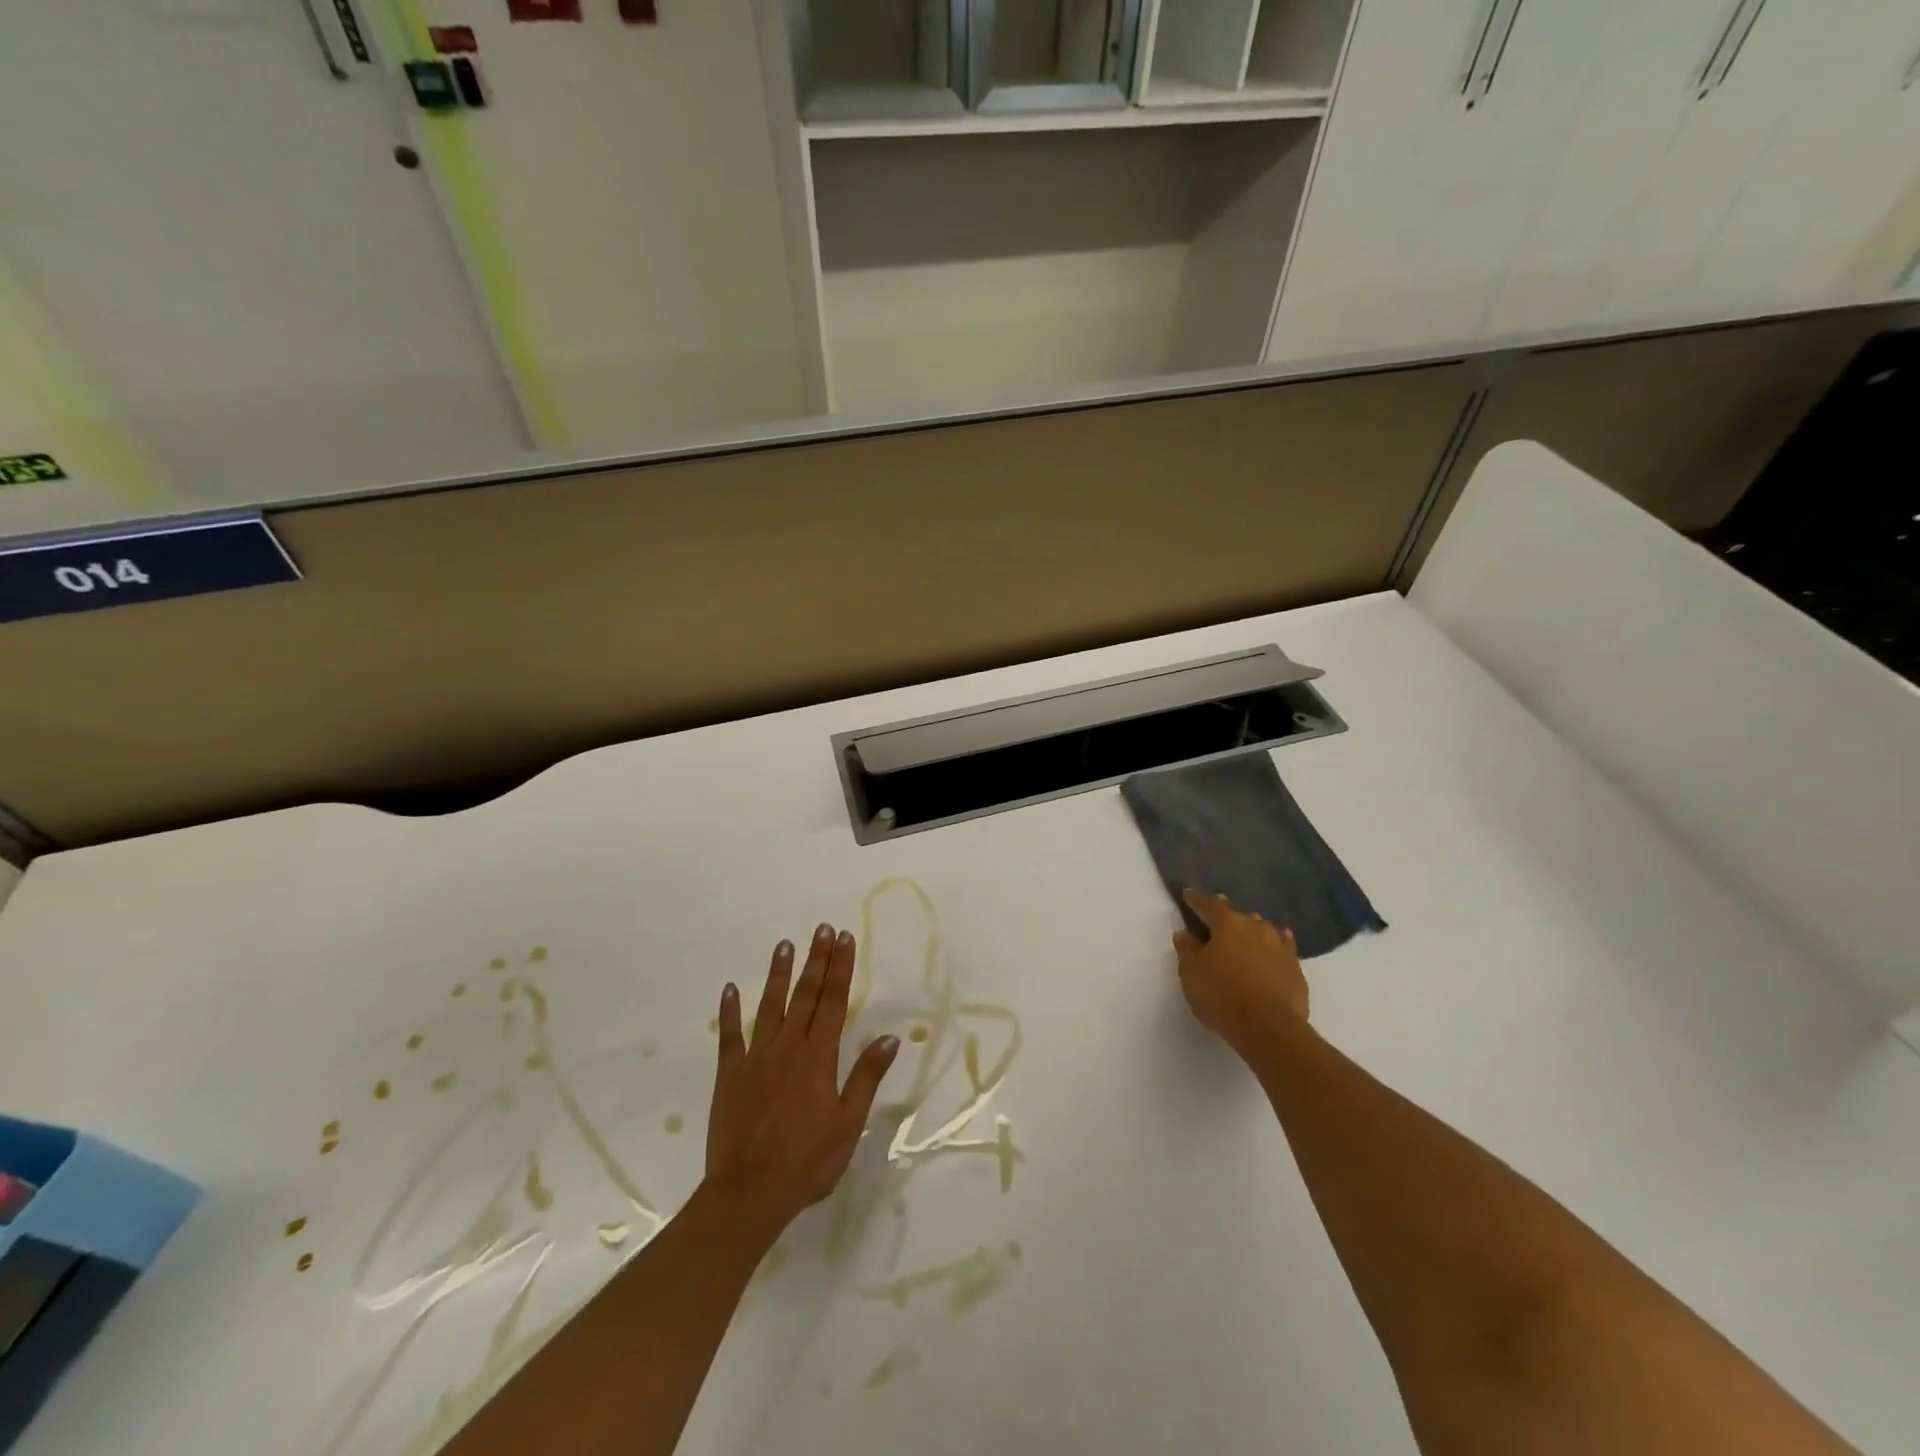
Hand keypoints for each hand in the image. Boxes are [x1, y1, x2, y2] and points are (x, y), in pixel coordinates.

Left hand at [705, 924, 900, 1234]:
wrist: (749, 1193)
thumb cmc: (807, 1162)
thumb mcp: (848, 1123)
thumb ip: (866, 1077)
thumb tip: (890, 1037)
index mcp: (819, 1057)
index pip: (834, 1002)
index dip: (841, 968)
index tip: (845, 939)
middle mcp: (788, 1047)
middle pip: (805, 996)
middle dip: (816, 960)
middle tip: (822, 929)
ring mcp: (756, 1058)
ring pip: (769, 1006)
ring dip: (778, 974)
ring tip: (785, 944)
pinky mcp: (730, 1075)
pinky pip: (729, 1036)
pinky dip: (729, 1011)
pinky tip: (730, 989)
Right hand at [1172, 889, 1309, 1053]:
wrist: (1269, 1028)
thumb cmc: (1222, 995)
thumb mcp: (1191, 972)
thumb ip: (1187, 949)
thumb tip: (1185, 933)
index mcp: (1228, 924)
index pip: (1209, 905)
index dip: (1197, 899)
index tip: (1188, 893)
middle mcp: (1257, 928)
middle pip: (1239, 917)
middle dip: (1228, 919)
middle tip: (1217, 925)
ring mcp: (1281, 947)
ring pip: (1264, 931)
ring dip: (1253, 933)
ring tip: (1245, 940)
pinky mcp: (1296, 969)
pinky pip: (1282, 950)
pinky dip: (1274, 949)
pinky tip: (1273, 951)